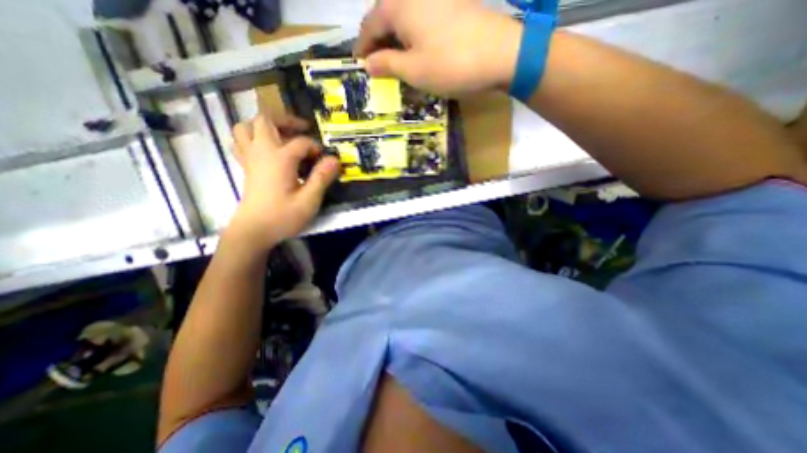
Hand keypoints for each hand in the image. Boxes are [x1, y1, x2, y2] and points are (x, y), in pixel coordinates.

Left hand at [227, 116, 339, 248]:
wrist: (253, 231)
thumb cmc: (283, 217)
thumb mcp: (309, 200)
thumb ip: (322, 177)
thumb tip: (335, 159)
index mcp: (279, 159)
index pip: (301, 142)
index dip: (315, 147)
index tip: (325, 160)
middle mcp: (262, 152)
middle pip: (265, 120)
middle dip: (286, 120)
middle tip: (303, 129)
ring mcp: (250, 158)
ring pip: (246, 127)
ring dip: (264, 125)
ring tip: (282, 134)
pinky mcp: (246, 167)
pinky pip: (241, 142)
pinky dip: (252, 137)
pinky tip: (266, 148)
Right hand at [354, 0, 523, 95]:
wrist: (499, 54)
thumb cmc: (450, 65)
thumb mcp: (413, 71)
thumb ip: (386, 65)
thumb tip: (368, 64)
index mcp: (398, 6)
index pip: (369, 26)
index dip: (362, 47)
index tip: (359, 64)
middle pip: (385, 17)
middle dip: (378, 42)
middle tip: (375, 64)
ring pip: (404, 18)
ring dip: (395, 39)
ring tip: (394, 60)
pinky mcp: (451, 4)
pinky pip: (421, 18)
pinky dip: (412, 35)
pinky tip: (415, 49)